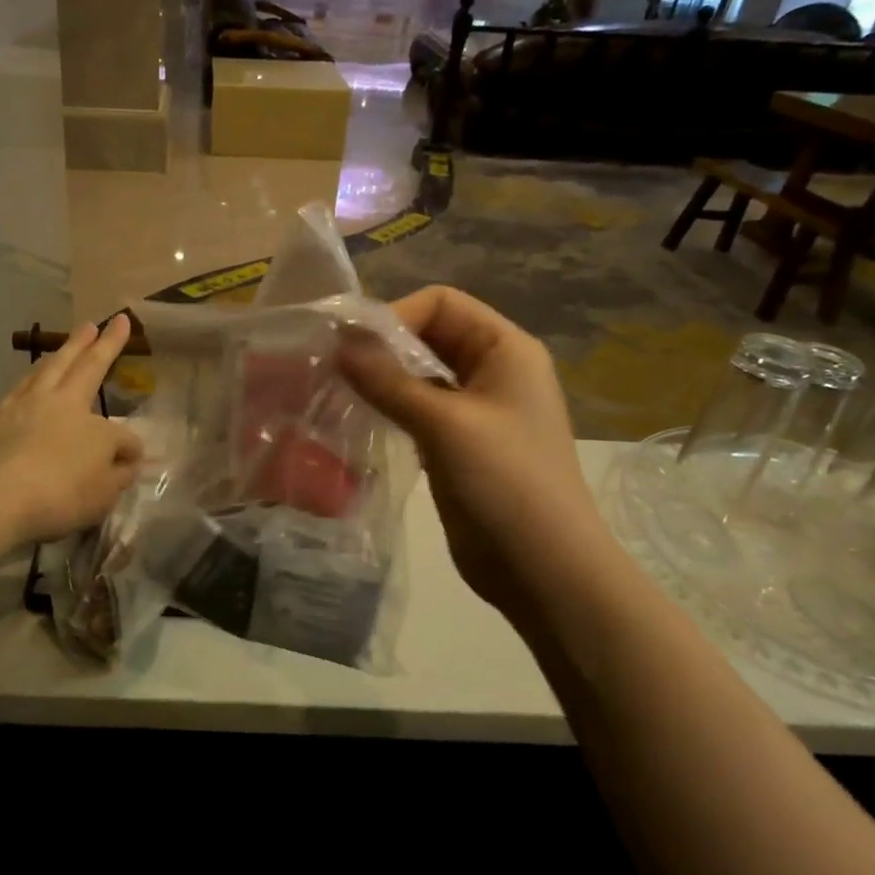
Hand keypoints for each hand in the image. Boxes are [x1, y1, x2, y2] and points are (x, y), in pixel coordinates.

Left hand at [0, 316, 143, 551]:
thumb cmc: (56, 497)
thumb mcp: (102, 494)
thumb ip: (119, 474)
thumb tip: (130, 458)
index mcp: (90, 423)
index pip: (120, 434)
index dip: (130, 449)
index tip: (133, 462)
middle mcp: (58, 404)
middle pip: (83, 367)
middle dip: (100, 344)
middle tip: (106, 321)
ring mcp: (21, 407)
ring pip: (47, 369)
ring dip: (64, 350)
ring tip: (74, 337)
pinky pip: (19, 388)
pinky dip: (32, 377)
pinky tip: (30, 380)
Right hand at [339, 287, 605, 616]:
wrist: (542, 569)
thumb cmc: (505, 483)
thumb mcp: (445, 424)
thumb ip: (389, 381)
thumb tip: (340, 342)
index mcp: (505, 349)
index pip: (441, 304)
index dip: (394, 316)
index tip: (348, 347)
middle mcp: (493, 371)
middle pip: (429, 337)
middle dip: (382, 347)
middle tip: (331, 368)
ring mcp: (475, 411)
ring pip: (420, 377)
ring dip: (381, 380)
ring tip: (336, 392)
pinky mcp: (458, 446)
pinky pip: (418, 412)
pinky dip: (389, 410)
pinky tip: (357, 421)